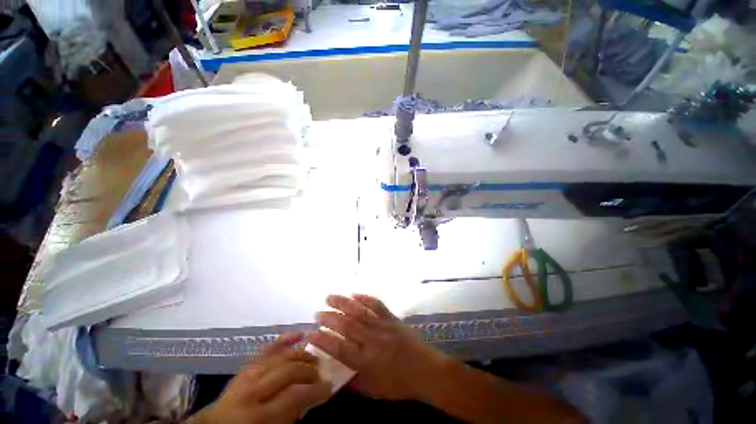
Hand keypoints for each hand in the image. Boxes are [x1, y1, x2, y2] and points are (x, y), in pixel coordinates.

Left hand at [188, 332, 330, 423]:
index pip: (297, 394)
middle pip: (291, 370)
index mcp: (259, 415)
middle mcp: (253, 391)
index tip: (329, 387)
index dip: (317, 389)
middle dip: (311, 371)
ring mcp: (247, 375)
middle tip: (321, 375)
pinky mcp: (246, 366)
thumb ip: (293, 414)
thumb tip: (313, 396)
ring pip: (282, 356)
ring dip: (302, 355)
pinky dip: (284, 340)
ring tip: (314, 359)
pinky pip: (267, 349)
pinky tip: (299, 334)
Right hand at [306, 294, 447, 400]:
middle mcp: (372, 340)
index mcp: (366, 361)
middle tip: (318, 312)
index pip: (339, 348)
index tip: (310, 333)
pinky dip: (365, 298)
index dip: (323, 340)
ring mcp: (382, 326)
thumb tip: (335, 375)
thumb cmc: (399, 384)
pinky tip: (355, 294)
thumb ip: (354, 382)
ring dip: (343, 303)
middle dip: (330, 318)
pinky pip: (377, 305)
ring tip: (330, 297)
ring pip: (359, 312)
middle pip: (347, 325)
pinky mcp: (391, 318)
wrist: (426, 370)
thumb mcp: (374, 390)